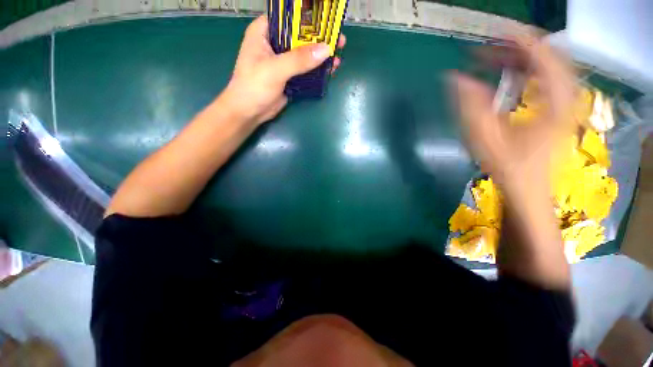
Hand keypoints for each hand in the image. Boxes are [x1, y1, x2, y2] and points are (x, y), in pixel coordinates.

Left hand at [220, 15, 346, 125]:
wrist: (250, 112)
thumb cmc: (254, 86)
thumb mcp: (275, 69)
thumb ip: (299, 59)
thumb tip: (326, 50)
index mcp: (264, 32)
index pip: (288, 18)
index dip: (308, 18)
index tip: (327, 21)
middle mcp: (274, 44)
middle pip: (300, 36)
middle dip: (319, 39)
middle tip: (339, 40)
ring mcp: (283, 61)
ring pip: (305, 54)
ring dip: (320, 56)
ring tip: (338, 56)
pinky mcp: (289, 77)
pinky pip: (306, 70)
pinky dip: (317, 71)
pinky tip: (329, 70)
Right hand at [453, 35, 575, 197]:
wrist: (526, 191)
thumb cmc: (506, 168)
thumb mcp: (483, 137)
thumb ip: (468, 105)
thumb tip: (453, 77)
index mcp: (555, 102)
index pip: (544, 55)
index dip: (518, 39)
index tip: (493, 32)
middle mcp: (566, 98)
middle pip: (549, 56)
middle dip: (518, 46)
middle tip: (488, 46)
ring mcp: (563, 104)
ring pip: (549, 66)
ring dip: (521, 57)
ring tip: (493, 58)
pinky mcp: (556, 110)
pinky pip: (546, 79)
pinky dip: (526, 70)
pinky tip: (507, 74)